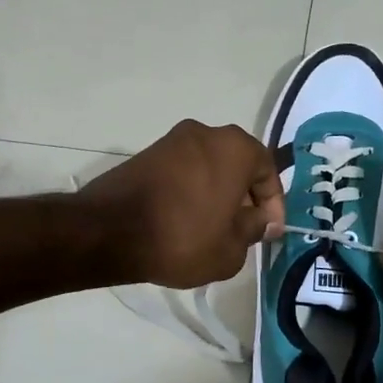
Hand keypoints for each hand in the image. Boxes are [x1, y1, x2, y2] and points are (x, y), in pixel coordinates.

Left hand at [78, 120, 283, 288]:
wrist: (108, 232)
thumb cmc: (182, 239)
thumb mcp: (232, 249)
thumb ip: (254, 229)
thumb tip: (261, 219)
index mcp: (235, 148)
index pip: (268, 172)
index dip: (274, 206)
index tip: (269, 232)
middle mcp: (206, 133)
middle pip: (238, 165)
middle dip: (245, 197)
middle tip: (245, 230)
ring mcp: (172, 140)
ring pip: (210, 167)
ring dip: (218, 194)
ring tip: (215, 229)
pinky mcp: (147, 154)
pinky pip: (184, 171)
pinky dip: (192, 191)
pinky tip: (187, 220)